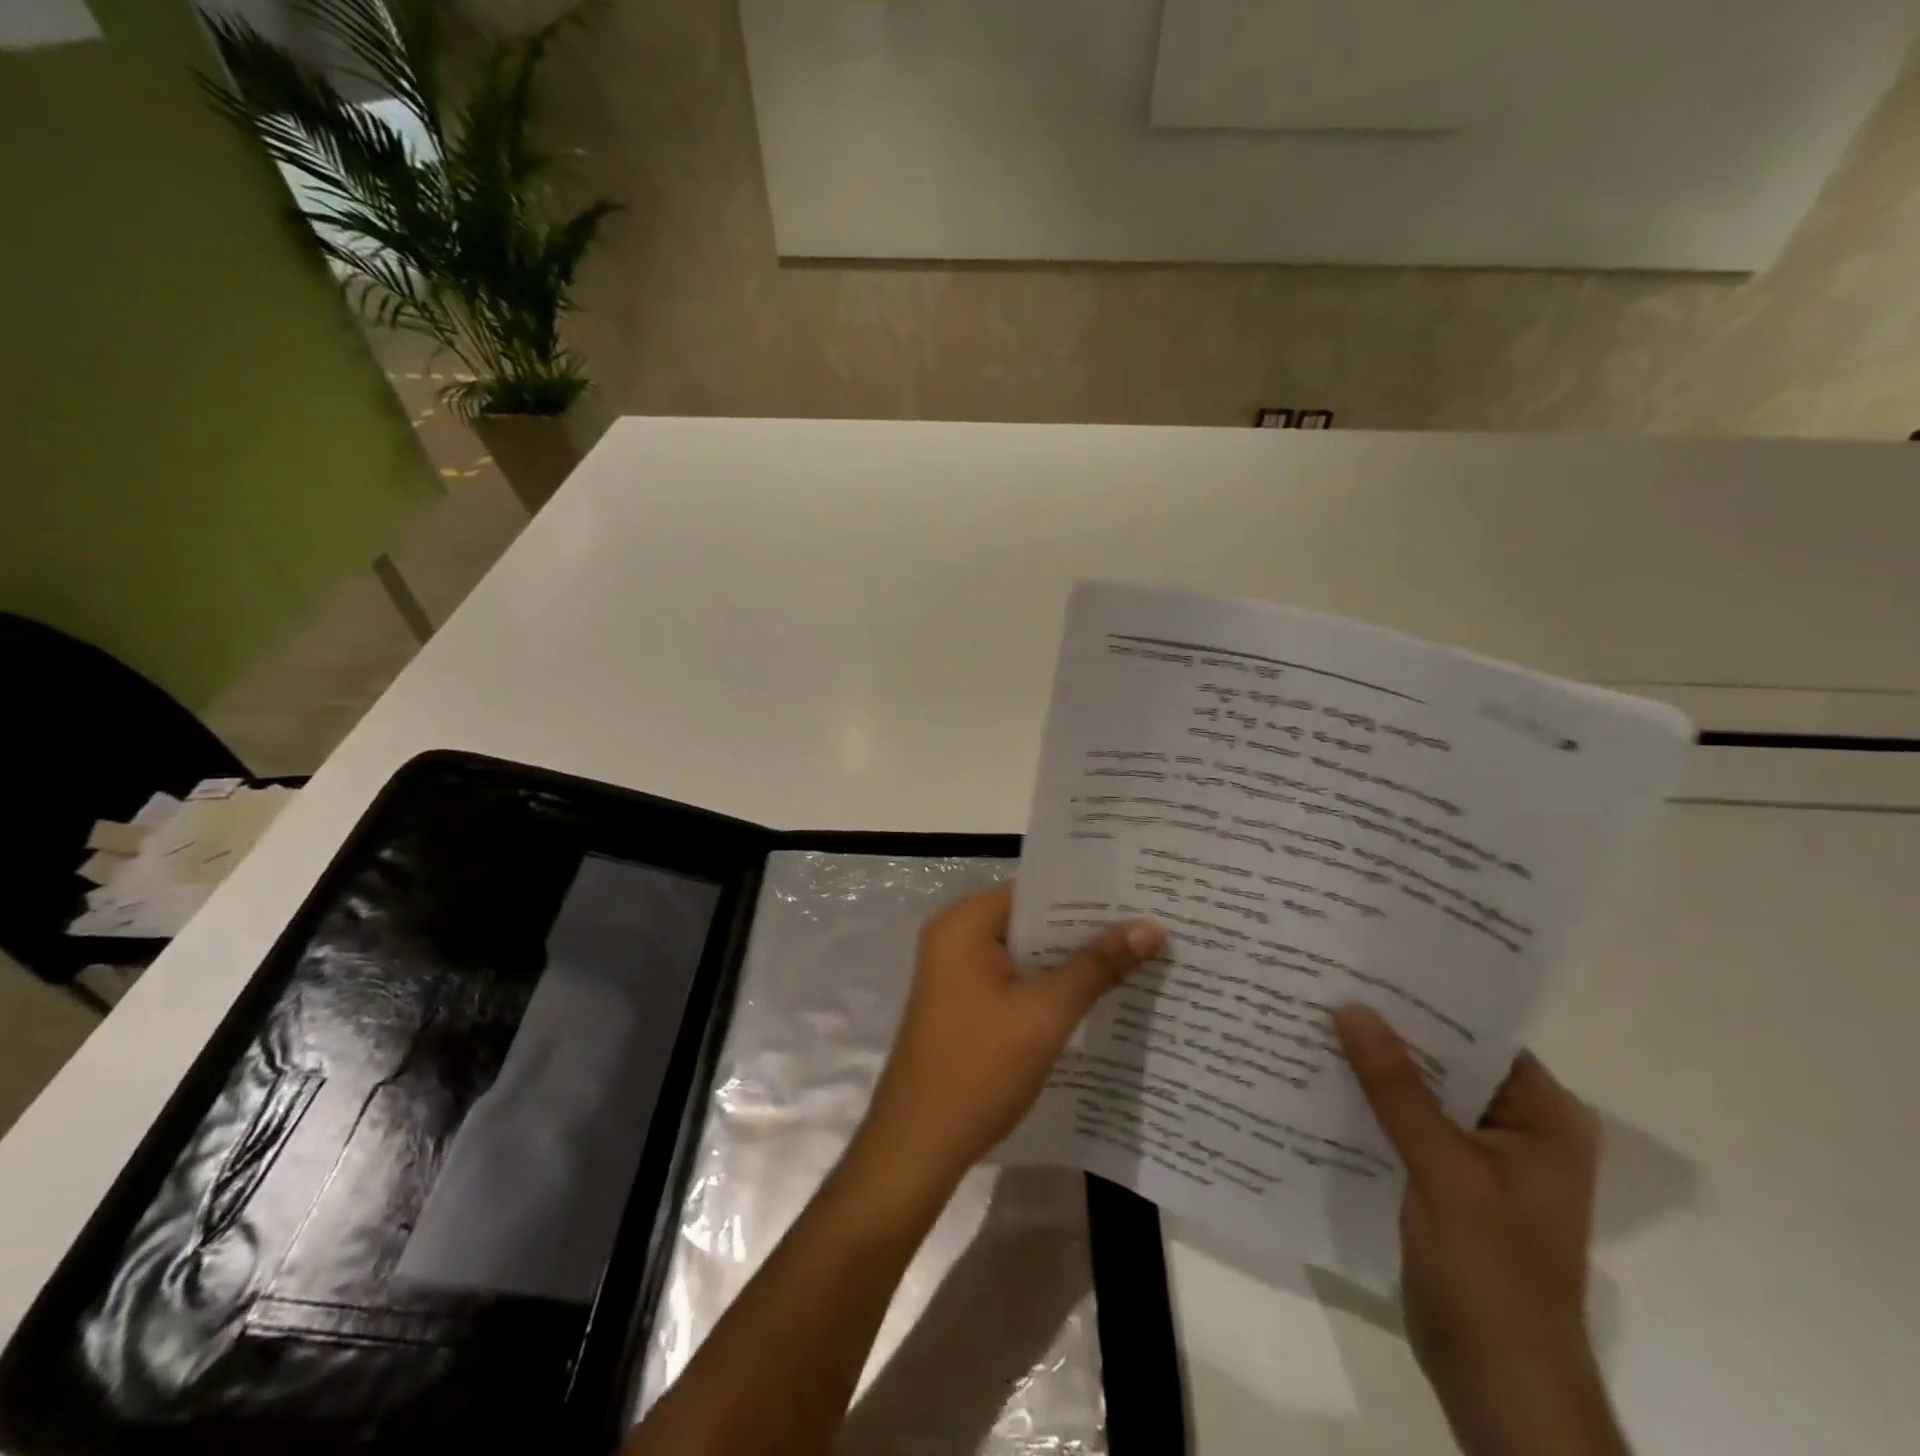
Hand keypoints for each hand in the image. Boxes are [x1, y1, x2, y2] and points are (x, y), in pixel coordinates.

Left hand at [851, 883, 1165, 1197]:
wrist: (919, 1145)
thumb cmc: (980, 1067)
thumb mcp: (1047, 1013)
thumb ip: (1098, 966)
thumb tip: (1151, 926)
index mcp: (964, 922)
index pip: (1035, 889)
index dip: (1088, 893)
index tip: (1139, 894)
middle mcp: (955, 936)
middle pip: (1031, 919)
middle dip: (1086, 929)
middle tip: (1150, 925)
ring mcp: (955, 971)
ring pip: (1025, 952)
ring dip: (1071, 959)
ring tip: (1136, 955)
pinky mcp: (962, 1002)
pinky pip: (1014, 978)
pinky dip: (1049, 984)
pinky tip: (1095, 995)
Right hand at [1335, 1005, 1626, 1455]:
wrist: (1495, 1375)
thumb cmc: (1490, 1267)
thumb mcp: (1443, 1168)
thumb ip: (1396, 1087)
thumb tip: (1351, 1007)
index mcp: (1542, 1116)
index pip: (1481, 1034)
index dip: (1426, 999)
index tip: (1368, 964)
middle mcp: (1516, 1126)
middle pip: (1446, 1060)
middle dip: (1391, 1030)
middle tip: (1330, 983)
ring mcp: (1480, 1155)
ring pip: (1421, 1091)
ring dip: (1376, 1065)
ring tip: (1315, 1017)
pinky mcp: (1446, 1178)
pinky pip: (1406, 1122)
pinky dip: (1371, 1102)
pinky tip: (1322, 1077)